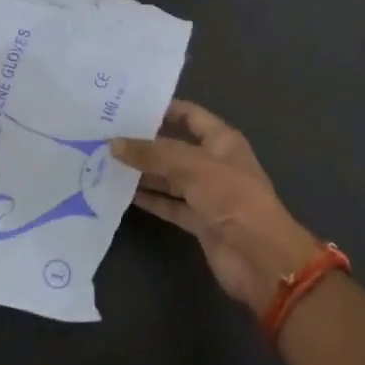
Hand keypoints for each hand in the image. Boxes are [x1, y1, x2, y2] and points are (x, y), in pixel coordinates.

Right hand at [112, 101, 323, 316]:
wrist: (259, 257)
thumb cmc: (231, 197)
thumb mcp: (191, 166)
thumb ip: (151, 154)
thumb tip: (113, 143)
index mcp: (221, 140)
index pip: (189, 115)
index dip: (162, 109)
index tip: (127, 107)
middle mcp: (213, 163)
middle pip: (174, 147)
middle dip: (145, 142)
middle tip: (107, 134)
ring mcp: (206, 194)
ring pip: (168, 177)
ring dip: (142, 172)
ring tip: (106, 162)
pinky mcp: (198, 221)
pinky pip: (169, 204)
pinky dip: (149, 199)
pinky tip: (121, 193)